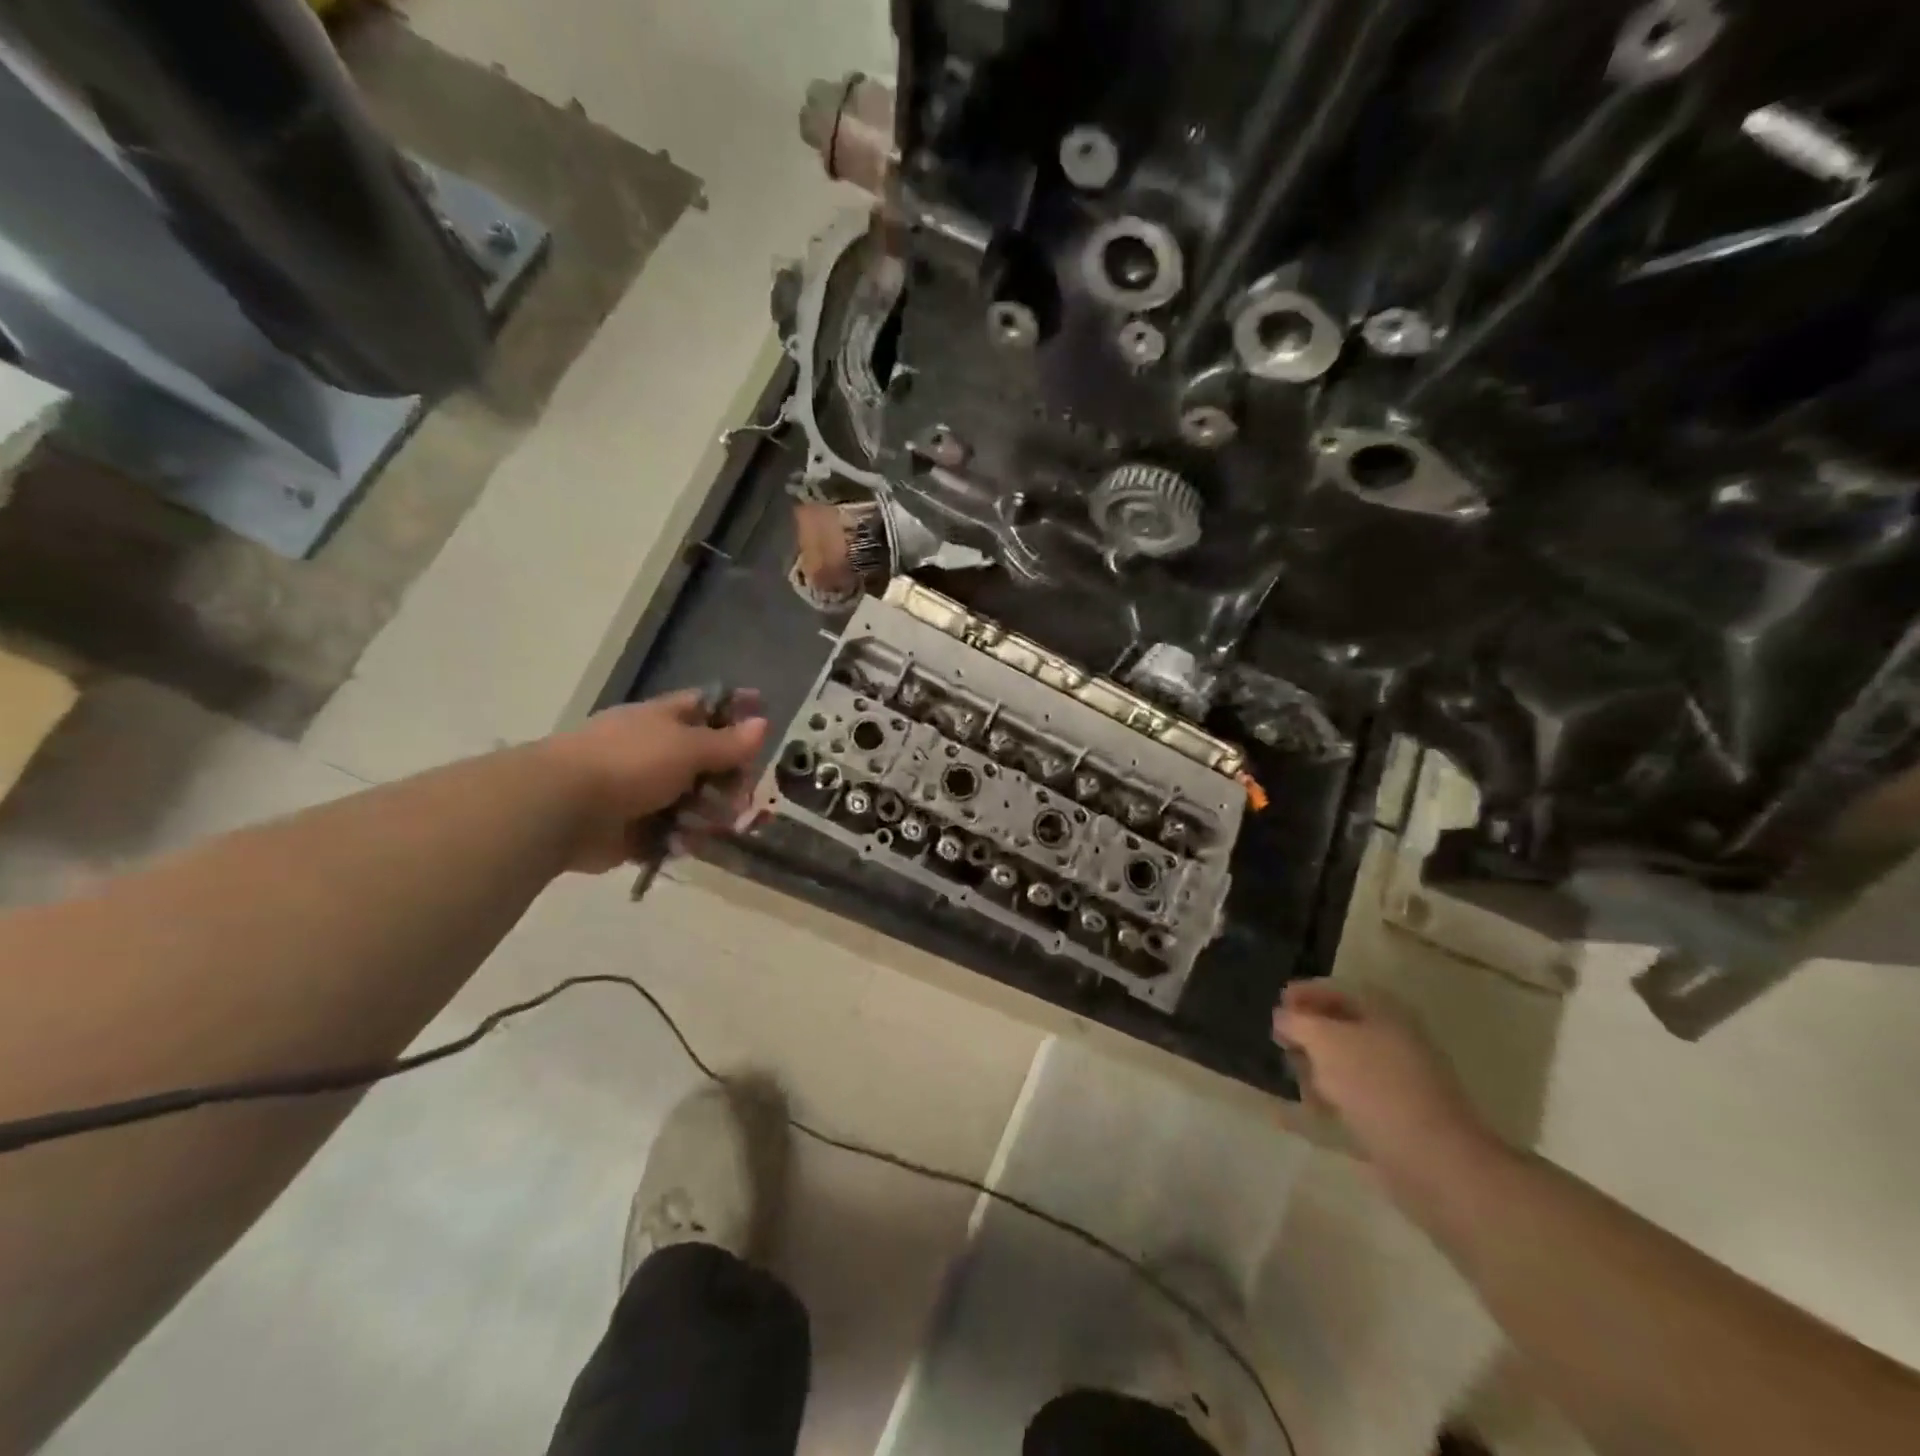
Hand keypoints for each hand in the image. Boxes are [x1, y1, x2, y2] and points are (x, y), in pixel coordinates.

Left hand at [541, 690, 768, 872]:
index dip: (735, 707)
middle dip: (731, 779)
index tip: (764, 710)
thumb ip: (728, 742)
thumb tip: (763, 723)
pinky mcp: (635, 829)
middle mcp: (655, 752)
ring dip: (711, 814)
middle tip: (741, 795)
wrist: (562, 808)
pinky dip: (684, 839)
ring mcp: (644, 791)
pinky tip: (687, 843)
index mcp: (663, 720)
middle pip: (708, 761)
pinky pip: (673, 833)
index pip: (707, 705)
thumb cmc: (629, 763)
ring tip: (714, 826)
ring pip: (695, 801)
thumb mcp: (687, 747)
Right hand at [1272, 980, 1496, 1191]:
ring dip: (1315, 1070)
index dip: (1302, 994)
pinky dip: (1327, 1100)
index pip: (1335, 989)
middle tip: (1281, 1045)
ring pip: (1344, 1063)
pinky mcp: (1395, 1115)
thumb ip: (1296, 1021)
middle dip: (1307, 1035)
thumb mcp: (1324, 1040)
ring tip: (1297, 1084)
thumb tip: (1282, 1017)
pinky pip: (1352, 1097)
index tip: (1274, 1009)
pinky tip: (1302, 1114)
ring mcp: (1397, 1079)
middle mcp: (1393, 1038)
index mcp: (1383, 1010)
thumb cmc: (1375, 1085)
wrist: (1433, 1160)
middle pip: (1339, 1026)